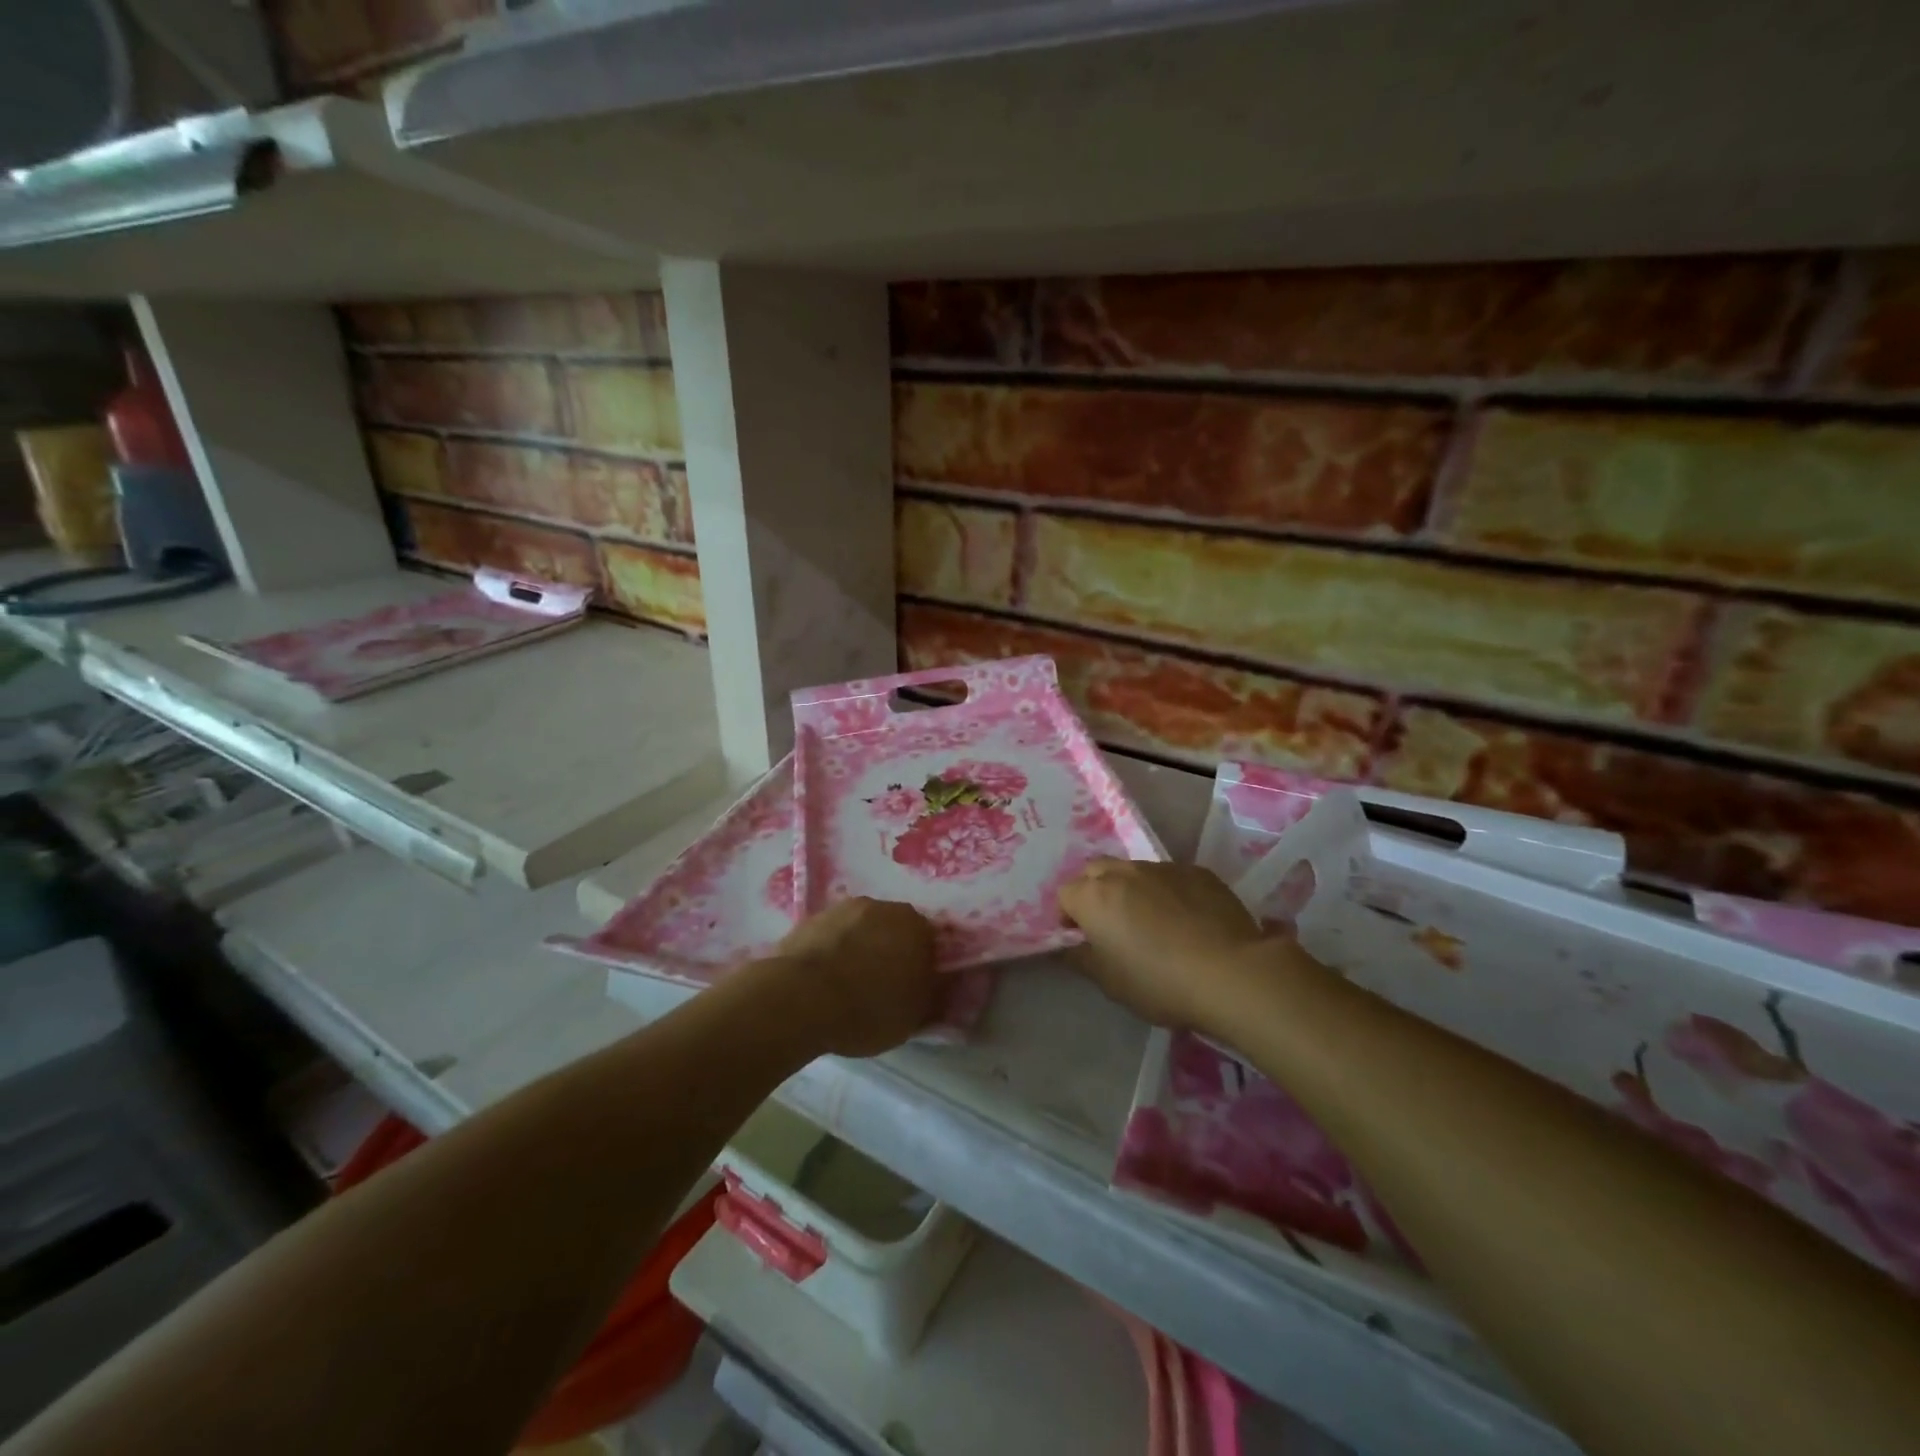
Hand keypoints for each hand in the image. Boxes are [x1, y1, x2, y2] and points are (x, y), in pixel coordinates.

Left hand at [772, 897, 939, 1056]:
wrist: (801, 998)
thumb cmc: (868, 1008)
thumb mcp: (914, 1017)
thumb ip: (929, 995)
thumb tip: (932, 985)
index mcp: (917, 926)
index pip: (929, 942)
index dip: (921, 965)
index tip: (912, 988)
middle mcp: (883, 907)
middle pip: (893, 929)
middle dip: (890, 951)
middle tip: (881, 985)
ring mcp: (843, 909)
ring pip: (860, 929)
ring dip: (858, 948)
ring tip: (847, 984)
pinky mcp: (810, 918)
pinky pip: (831, 936)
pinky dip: (831, 951)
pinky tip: (823, 979)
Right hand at [1059, 858, 1279, 1030]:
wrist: (1230, 973)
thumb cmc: (1158, 982)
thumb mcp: (1109, 982)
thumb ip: (1080, 958)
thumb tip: (1069, 945)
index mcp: (1093, 896)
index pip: (1065, 895)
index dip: (1070, 917)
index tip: (1083, 940)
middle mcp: (1123, 872)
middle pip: (1096, 872)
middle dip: (1096, 892)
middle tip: (1112, 925)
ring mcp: (1162, 867)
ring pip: (1134, 872)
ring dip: (1132, 890)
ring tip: (1153, 923)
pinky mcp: (1197, 871)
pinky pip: (1170, 877)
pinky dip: (1168, 893)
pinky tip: (1187, 921)